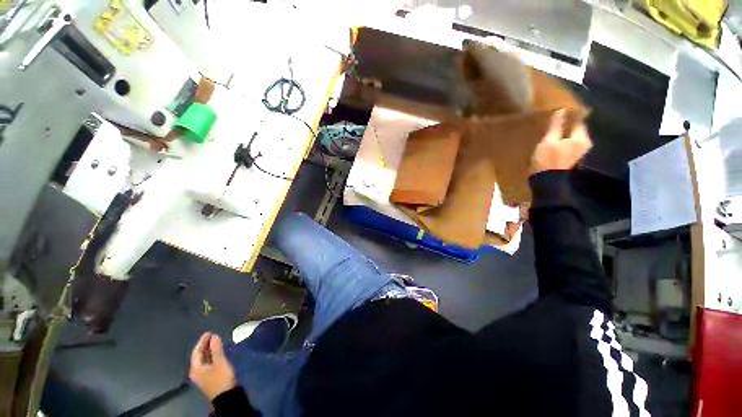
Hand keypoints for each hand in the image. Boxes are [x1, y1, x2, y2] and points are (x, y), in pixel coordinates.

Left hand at [189, 332, 235, 400]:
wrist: (226, 396)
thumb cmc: (221, 378)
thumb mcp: (220, 362)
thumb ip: (216, 349)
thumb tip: (214, 336)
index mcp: (196, 368)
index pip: (196, 352)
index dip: (202, 341)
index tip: (209, 332)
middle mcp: (197, 371)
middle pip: (199, 356)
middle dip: (205, 345)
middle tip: (212, 335)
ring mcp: (203, 375)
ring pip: (204, 359)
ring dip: (209, 350)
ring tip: (216, 341)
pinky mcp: (210, 377)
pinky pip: (208, 363)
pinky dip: (212, 355)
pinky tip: (218, 352)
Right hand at [530, 110, 591, 174]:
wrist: (546, 181)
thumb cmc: (548, 159)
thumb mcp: (549, 140)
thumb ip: (556, 125)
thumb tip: (562, 110)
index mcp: (581, 138)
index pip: (579, 121)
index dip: (571, 115)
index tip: (562, 109)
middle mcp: (584, 144)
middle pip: (576, 129)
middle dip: (568, 124)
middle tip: (556, 119)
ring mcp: (578, 152)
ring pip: (572, 137)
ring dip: (564, 133)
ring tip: (553, 129)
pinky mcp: (570, 158)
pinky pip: (568, 144)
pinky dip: (562, 141)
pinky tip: (553, 140)